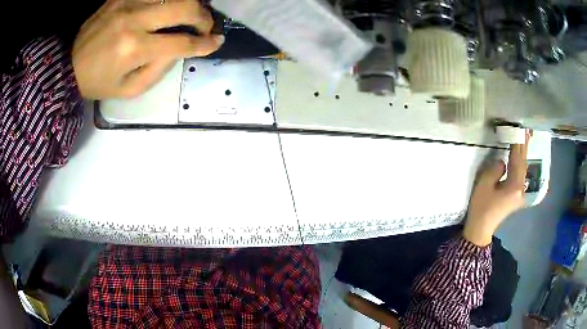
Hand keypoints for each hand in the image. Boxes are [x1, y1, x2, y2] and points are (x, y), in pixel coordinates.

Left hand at [72, 0, 223, 98]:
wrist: (69, 65)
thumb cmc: (98, 82)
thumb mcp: (128, 89)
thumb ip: (159, 69)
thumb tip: (181, 49)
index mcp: (133, 49)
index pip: (181, 43)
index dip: (203, 43)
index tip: (216, 42)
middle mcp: (133, 20)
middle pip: (183, 7)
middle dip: (203, 17)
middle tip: (206, 26)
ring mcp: (127, 3)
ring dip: (188, 4)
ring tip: (189, 15)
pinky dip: (166, 0)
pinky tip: (167, 8)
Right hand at [463, 131, 531, 246]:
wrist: (481, 228)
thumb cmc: (481, 207)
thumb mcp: (484, 185)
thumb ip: (495, 169)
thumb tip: (503, 162)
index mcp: (514, 186)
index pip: (517, 159)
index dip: (517, 144)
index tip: (518, 129)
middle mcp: (521, 188)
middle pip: (523, 163)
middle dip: (524, 146)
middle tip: (526, 131)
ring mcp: (521, 193)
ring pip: (524, 168)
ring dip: (524, 153)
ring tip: (526, 139)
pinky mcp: (518, 195)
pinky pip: (522, 175)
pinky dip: (522, 163)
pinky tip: (523, 156)